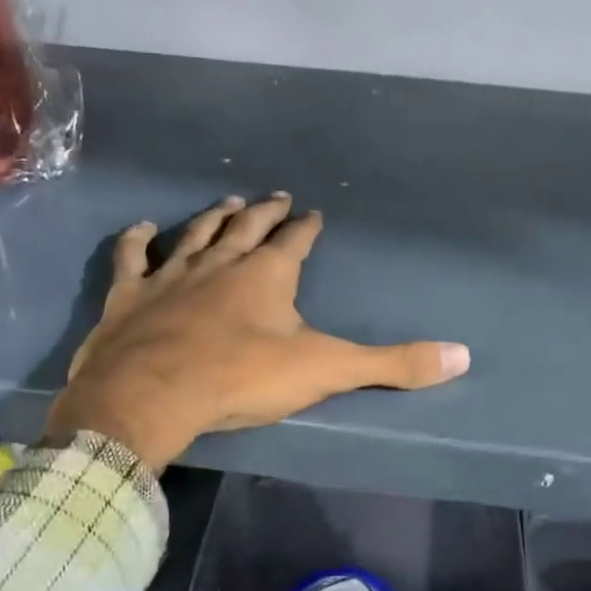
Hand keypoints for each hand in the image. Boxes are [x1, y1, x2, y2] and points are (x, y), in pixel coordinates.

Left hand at [46, 193, 470, 470]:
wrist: (152, 394)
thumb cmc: (241, 379)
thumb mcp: (325, 371)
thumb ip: (392, 364)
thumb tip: (462, 356)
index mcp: (267, 275)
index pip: (295, 242)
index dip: (306, 228)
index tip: (313, 214)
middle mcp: (219, 263)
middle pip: (246, 227)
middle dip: (264, 211)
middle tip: (275, 196)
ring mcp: (170, 275)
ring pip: (195, 234)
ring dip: (212, 217)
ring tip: (225, 202)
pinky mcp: (129, 296)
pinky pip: (133, 258)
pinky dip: (137, 241)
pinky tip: (142, 228)